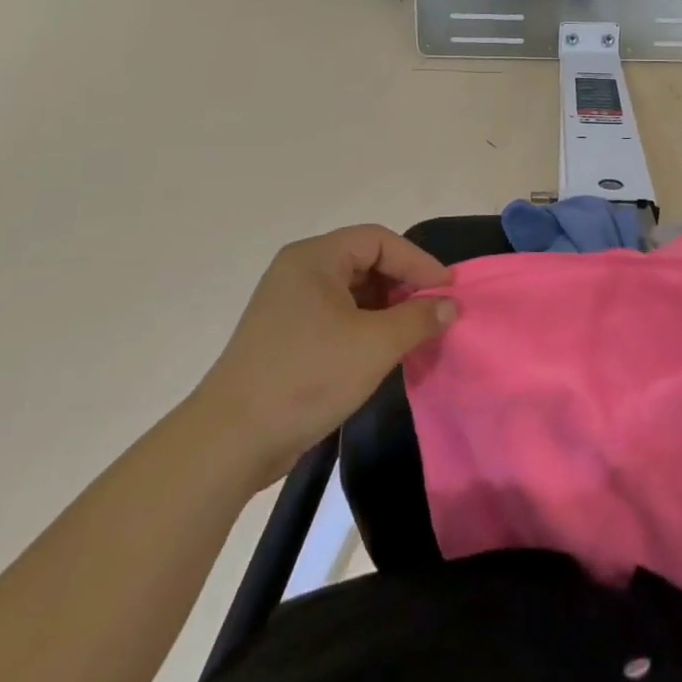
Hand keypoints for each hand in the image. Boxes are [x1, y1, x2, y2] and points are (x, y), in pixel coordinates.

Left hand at [196, 225, 456, 474]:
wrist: (232, 441)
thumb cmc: (307, 377)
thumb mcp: (374, 345)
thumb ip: (419, 319)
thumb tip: (449, 305)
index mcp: (315, 258)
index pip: (379, 241)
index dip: (418, 262)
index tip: (448, 291)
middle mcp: (300, 271)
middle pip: (366, 261)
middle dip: (404, 284)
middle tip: (435, 311)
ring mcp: (290, 304)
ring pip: (353, 291)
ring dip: (388, 308)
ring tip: (416, 332)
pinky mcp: (287, 336)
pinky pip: (338, 316)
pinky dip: (367, 326)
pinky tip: (385, 350)